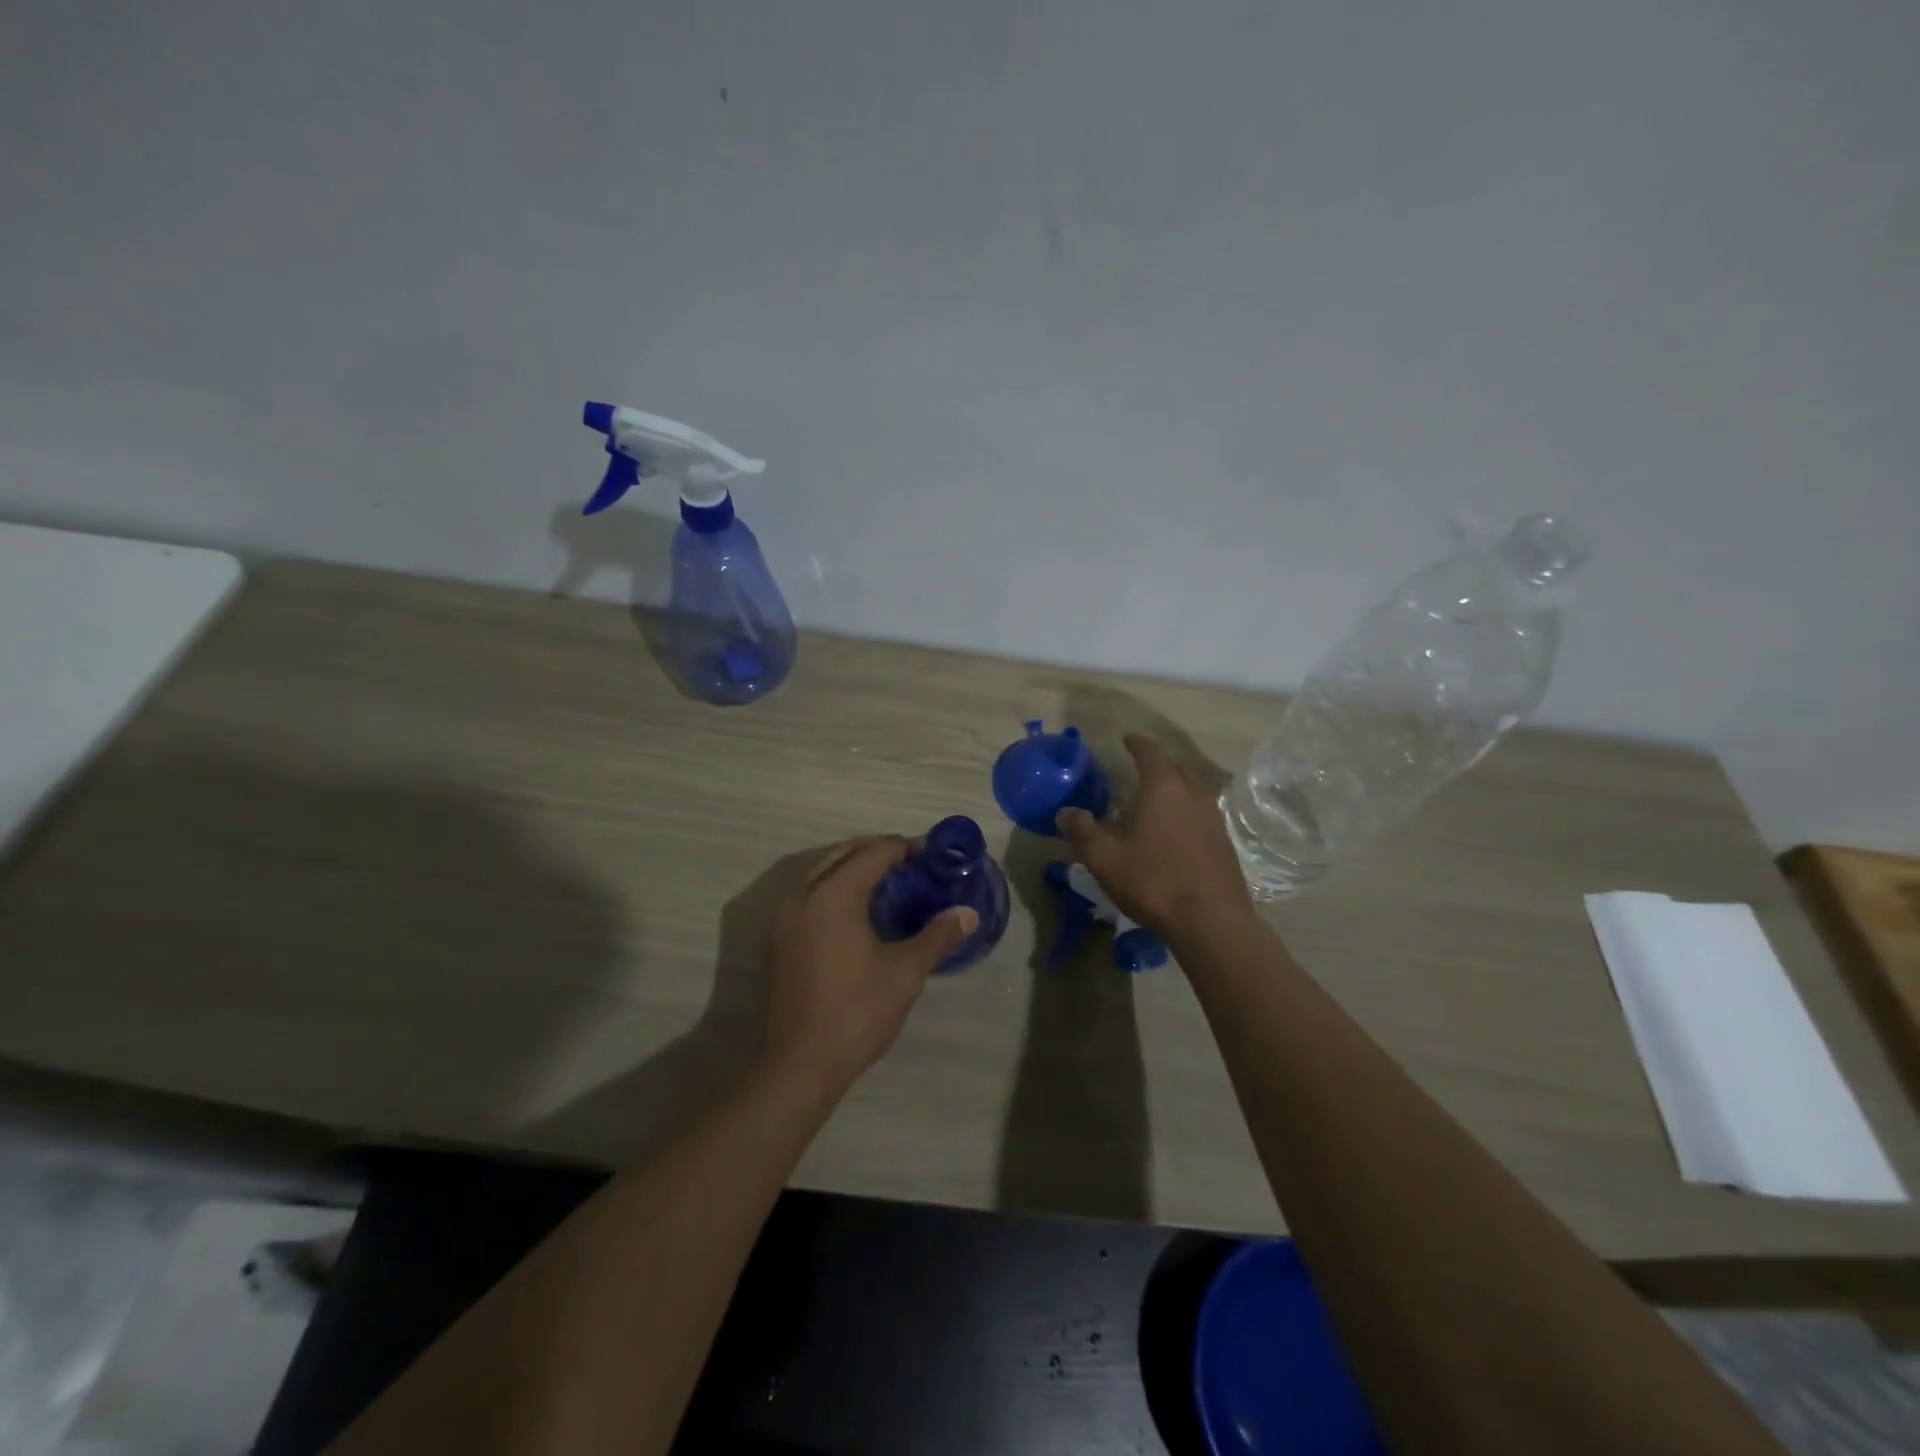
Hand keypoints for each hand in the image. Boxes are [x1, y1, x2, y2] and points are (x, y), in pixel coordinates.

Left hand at [763, 837, 977, 1098]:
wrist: (800, 1064)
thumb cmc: (856, 1012)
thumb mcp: (906, 973)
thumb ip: (938, 936)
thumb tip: (968, 913)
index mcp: (833, 894)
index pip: (875, 852)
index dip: (907, 848)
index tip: (935, 855)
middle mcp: (804, 894)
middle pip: (846, 854)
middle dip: (881, 853)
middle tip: (916, 867)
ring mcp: (787, 917)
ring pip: (825, 872)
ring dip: (857, 870)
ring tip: (894, 886)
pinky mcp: (781, 938)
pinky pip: (813, 894)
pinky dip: (839, 889)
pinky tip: (864, 913)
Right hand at [1057, 735, 1252, 936]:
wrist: (1211, 921)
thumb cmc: (1153, 881)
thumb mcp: (1104, 858)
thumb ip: (1082, 831)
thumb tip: (1065, 811)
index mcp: (1163, 788)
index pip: (1150, 752)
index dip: (1137, 743)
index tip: (1126, 739)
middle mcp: (1192, 794)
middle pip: (1174, 767)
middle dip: (1155, 764)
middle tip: (1135, 769)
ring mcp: (1212, 818)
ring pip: (1190, 791)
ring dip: (1171, 790)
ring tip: (1151, 801)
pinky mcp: (1223, 842)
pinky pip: (1199, 814)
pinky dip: (1183, 812)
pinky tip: (1171, 832)